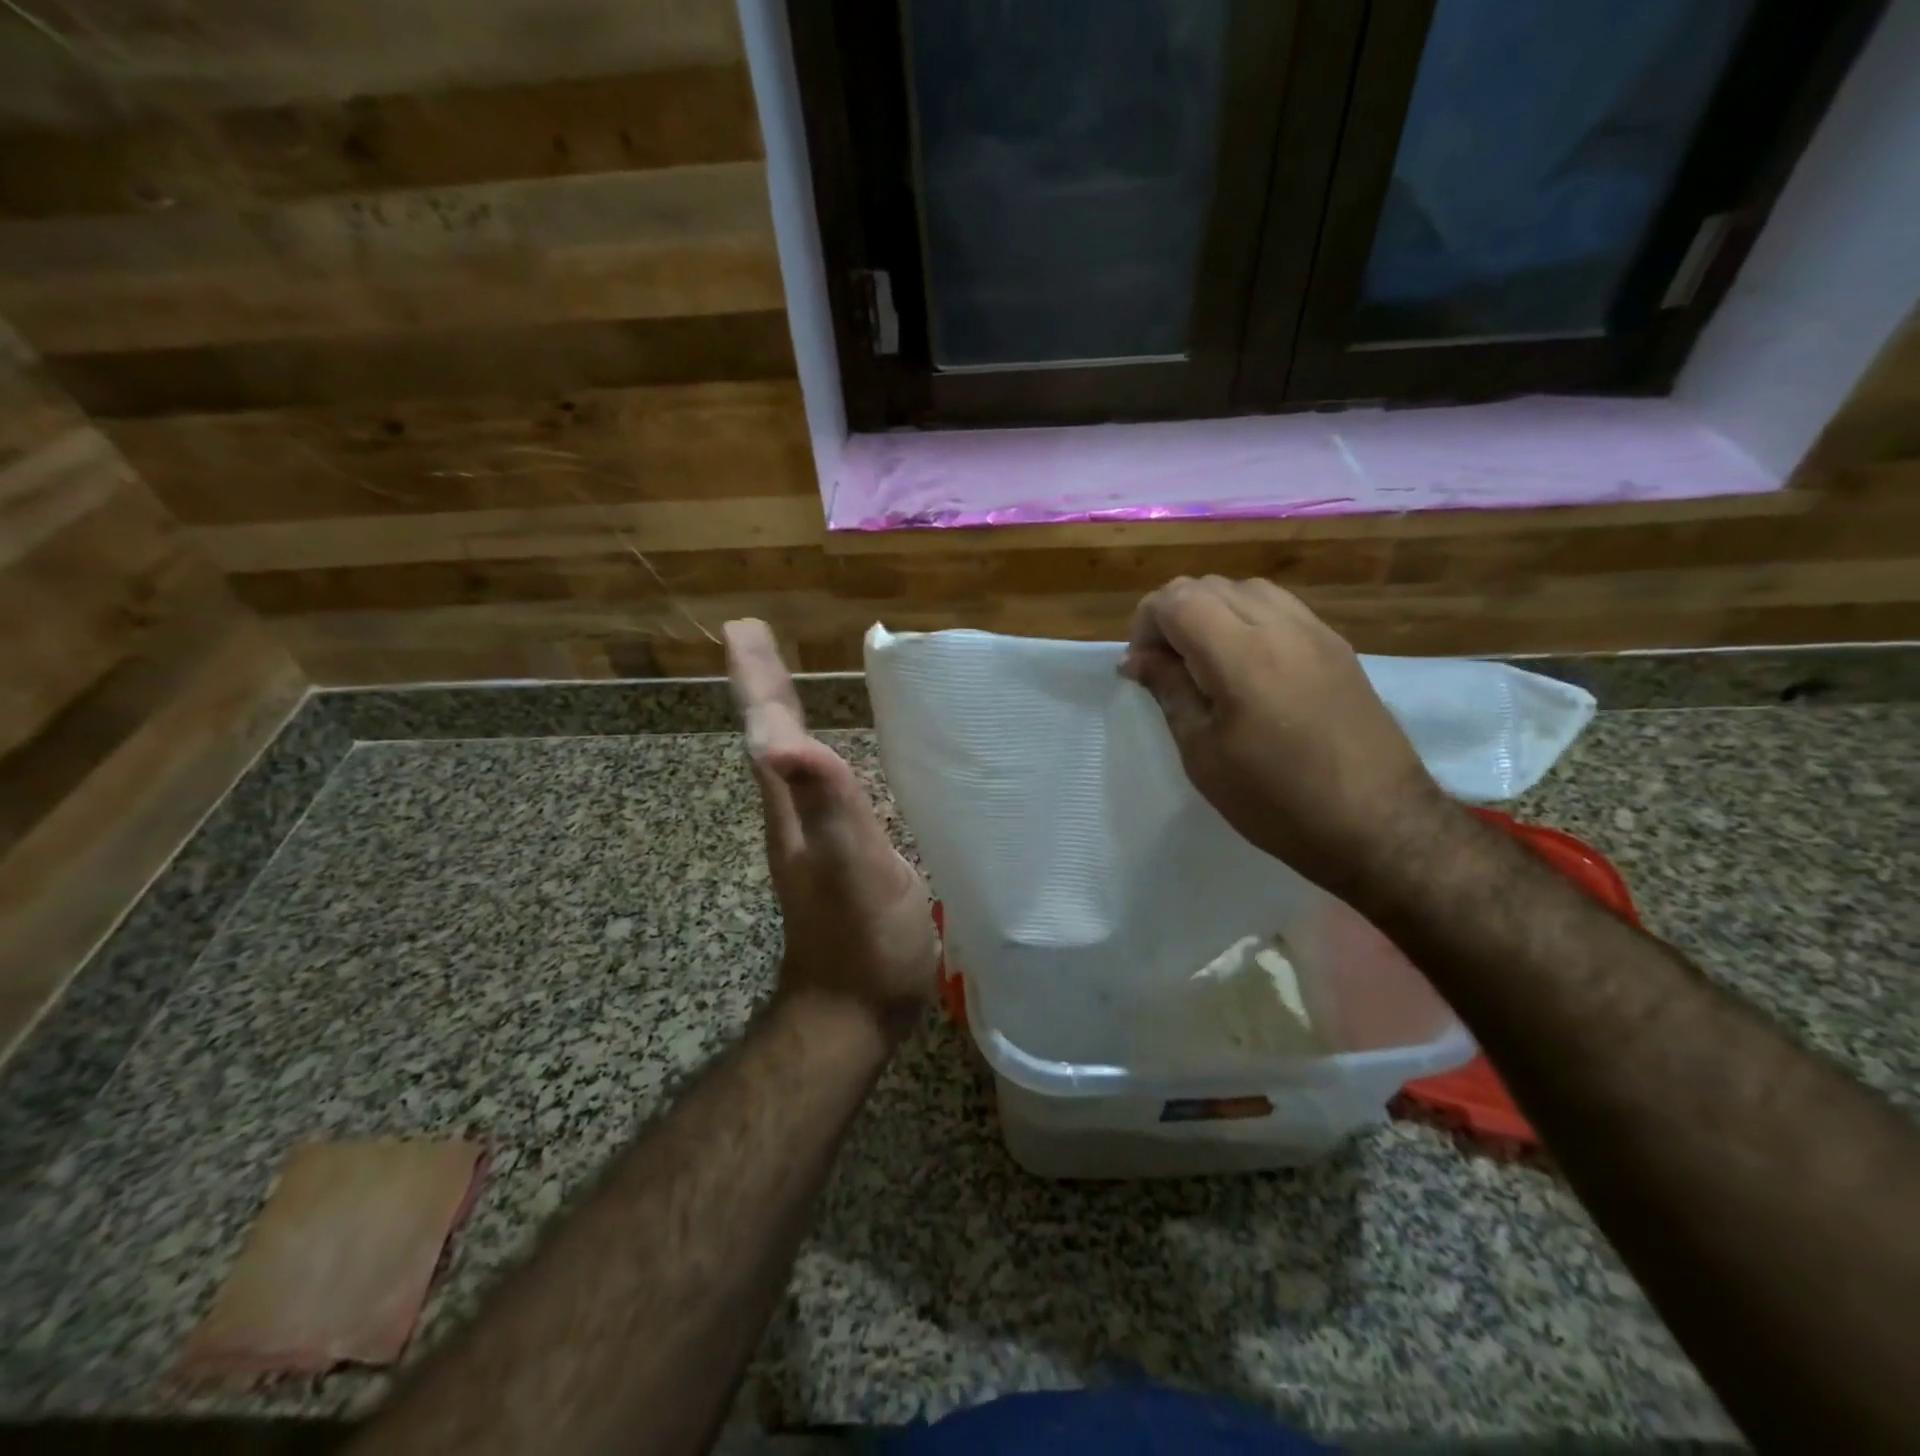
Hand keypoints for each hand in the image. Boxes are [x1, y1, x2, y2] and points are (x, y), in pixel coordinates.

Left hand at [726, 620, 937, 1042]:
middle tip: (756, 637)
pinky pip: (820, 788)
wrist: (855, 1012)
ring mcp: (814, 840)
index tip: (741, 628)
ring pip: (789, 762)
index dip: (756, 679)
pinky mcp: (838, 859)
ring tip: (784, 680)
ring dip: (781, 716)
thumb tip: (777, 741)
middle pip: (770, 738)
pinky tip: (832, 756)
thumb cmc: (863, 939)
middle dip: (764, 684)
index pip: (768, 730)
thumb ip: (825, 802)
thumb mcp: (852, 865)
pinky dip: (814, 755)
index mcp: (793, 808)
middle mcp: (794, 816)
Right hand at [1120, 576, 1446, 898]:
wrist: (1379, 824)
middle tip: (1165, 666)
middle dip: (1173, 615)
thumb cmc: (1276, 801)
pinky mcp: (1337, 646)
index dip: (1145, 624)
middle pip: (1208, 586)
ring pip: (1246, 589)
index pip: (1176, 600)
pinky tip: (1246, 664)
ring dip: (1211, 612)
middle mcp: (1280, 627)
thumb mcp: (1204, 755)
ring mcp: (1315, 632)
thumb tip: (1138, 659)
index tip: (1140, 667)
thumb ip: (1169, 692)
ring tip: (1204, 662)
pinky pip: (1280, 608)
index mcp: (1241, 655)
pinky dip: (1247, 618)